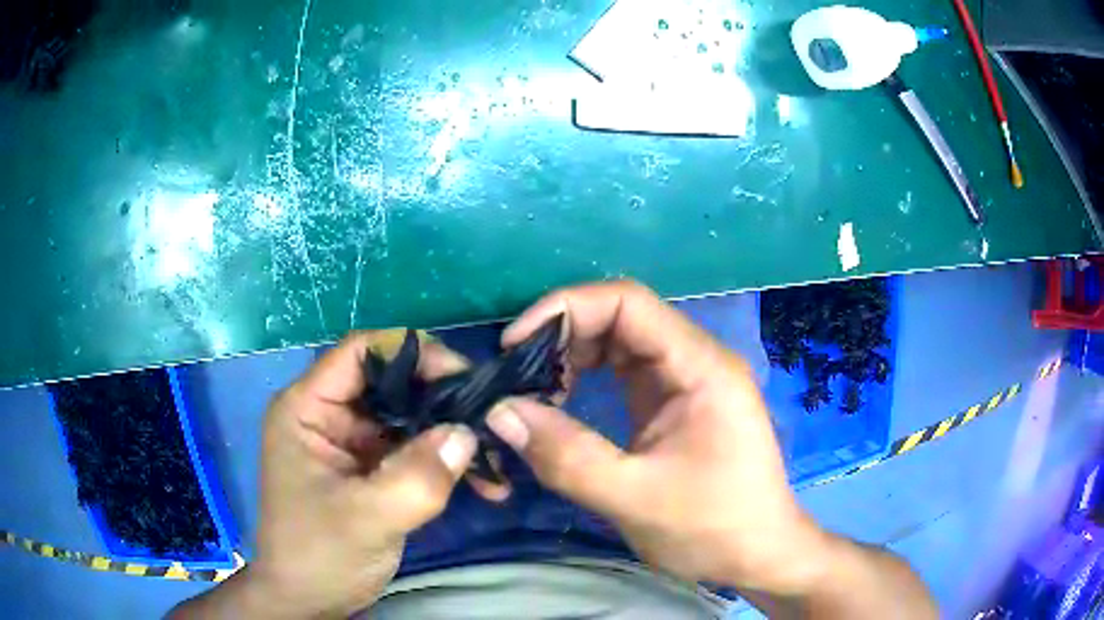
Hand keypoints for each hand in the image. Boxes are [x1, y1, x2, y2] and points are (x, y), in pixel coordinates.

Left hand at [172, 331, 478, 618]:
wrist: (309, 601)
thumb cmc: (318, 555)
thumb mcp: (365, 518)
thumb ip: (415, 477)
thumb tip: (467, 434)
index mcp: (307, 408)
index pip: (361, 351)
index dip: (412, 353)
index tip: (462, 379)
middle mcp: (330, 415)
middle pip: (392, 382)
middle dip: (442, 398)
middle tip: (489, 419)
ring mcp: (352, 444)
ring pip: (410, 417)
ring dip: (452, 434)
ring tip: (495, 456)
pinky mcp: (373, 470)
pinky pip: (416, 450)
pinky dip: (447, 461)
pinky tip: (483, 481)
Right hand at [485, 282, 827, 593]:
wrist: (758, 555)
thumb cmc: (712, 529)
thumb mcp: (635, 499)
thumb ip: (567, 456)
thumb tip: (499, 412)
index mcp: (701, 367)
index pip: (628, 302)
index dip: (565, 310)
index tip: (514, 345)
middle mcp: (695, 360)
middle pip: (621, 317)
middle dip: (562, 336)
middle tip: (516, 374)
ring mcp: (686, 381)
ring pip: (619, 343)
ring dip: (571, 358)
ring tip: (533, 391)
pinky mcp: (674, 403)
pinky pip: (623, 373)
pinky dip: (586, 379)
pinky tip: (561, 403)